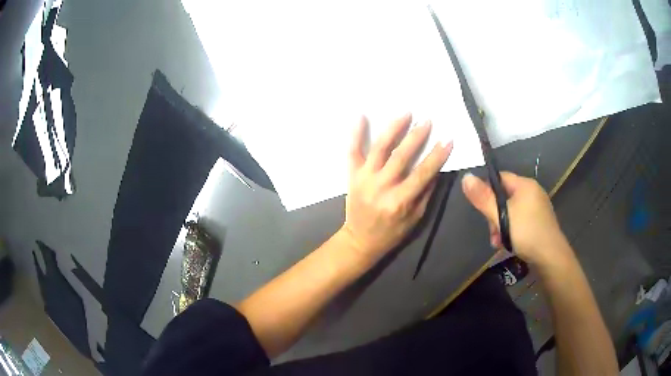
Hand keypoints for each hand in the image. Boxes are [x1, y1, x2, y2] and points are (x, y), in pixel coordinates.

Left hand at [340, 113, 452, 261]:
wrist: (360, 240)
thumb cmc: (392, 232)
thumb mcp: (415, 218)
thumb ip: (426, 193)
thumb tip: (436, 168)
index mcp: (399, 201)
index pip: (422, 173)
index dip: (436, 156)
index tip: (447, 139)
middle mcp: (381, 187)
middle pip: (400, 157)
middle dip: (416, 137)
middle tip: (426, 121)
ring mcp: (364, 179)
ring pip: (379, 149)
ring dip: (393, 129)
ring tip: (405, 113)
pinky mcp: (352, 176)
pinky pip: (352, 152)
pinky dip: (355, 134)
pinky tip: (360, 116)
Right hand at [461, 171, 570, 266]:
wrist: (550, 257)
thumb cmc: (526, 232)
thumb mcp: (501, 216)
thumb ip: (483, 198)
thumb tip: (466, 177)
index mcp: (525, 185)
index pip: (500, 178)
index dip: (487, 191)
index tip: (481, 209)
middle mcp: (533, 192)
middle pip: (505, 197)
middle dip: (494, 215)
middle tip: (492, 233)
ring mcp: (538, 208)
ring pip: (512, 212)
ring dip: (501, 226)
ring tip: (499, 243)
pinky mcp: (540, 222)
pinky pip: (521, 220)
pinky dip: (512, 230)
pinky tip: (509, 244)